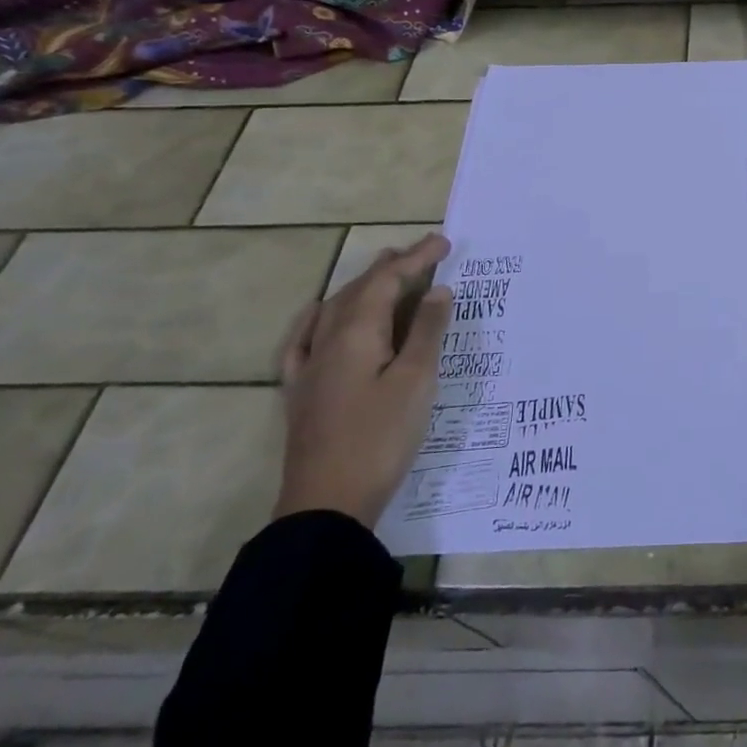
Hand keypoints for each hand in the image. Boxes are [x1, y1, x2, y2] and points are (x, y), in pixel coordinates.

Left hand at [272, 233, 451, 528]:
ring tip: (385, 272)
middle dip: (391, 267)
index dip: (416, 258)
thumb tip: (438, 290)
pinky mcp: (301, 392)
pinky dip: (317, 318)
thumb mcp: (416, 382)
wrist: (327, 504)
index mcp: (357, 334)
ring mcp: (309, 367)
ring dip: (362, 286)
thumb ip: (427, 332)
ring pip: (334, 310)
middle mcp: (327, 341)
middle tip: (422, 252)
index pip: (388, 281)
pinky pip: (304, 340)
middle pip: (359, 290)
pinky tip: (318, 315)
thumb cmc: (380, 438)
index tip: (444, 242)